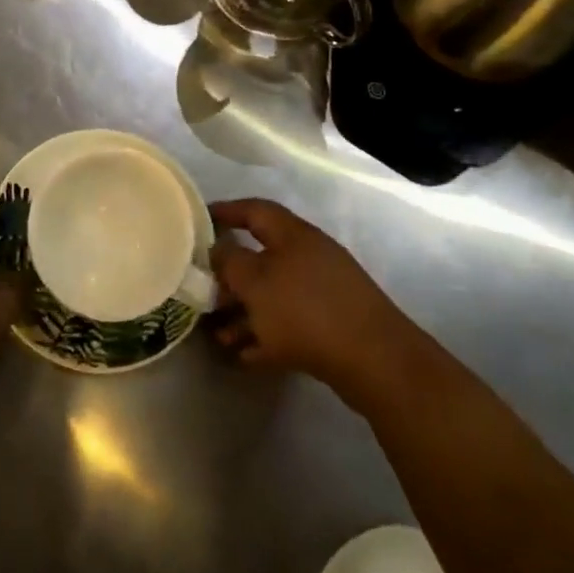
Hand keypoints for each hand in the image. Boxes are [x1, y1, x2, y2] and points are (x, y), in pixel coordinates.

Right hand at [210, 198, 404, 400]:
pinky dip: (266, 335)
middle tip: (202, 290)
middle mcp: (308, 256)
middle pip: (261, 257)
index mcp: (292, 235)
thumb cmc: (305, 310)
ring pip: (273, 295)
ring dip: (244, 313)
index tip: (198, 219)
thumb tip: (217, 249)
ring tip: (218, 337)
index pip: (254, 210)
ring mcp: (323, 291)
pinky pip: (289, 323)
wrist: (375, 362)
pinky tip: (245, 356)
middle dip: (230, 276)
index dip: (226, 211)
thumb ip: (229, 261)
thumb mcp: (255, 282)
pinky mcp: (332, 325)